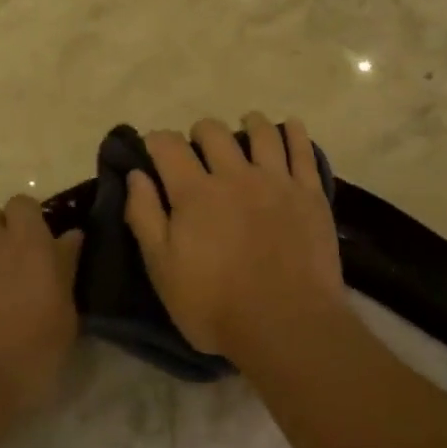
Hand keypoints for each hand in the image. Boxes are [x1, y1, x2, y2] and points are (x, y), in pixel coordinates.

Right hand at [124, 114, 345, 357]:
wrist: (286, 324)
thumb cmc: (215, 305)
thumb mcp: (163, 269)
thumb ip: (146, 216)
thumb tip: (136, 174)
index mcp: (195, 193)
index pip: (169, 146)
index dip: (157, 141)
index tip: (154, 148)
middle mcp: (235, 175)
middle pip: (214, 132)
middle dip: (200, 133)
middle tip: (199, 148)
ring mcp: (276, 181)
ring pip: (262, 132)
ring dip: (249, 123)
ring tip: (246, 126)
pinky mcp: (310, 193)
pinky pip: (303, 150)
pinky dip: (295, 132)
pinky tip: (291, 127)